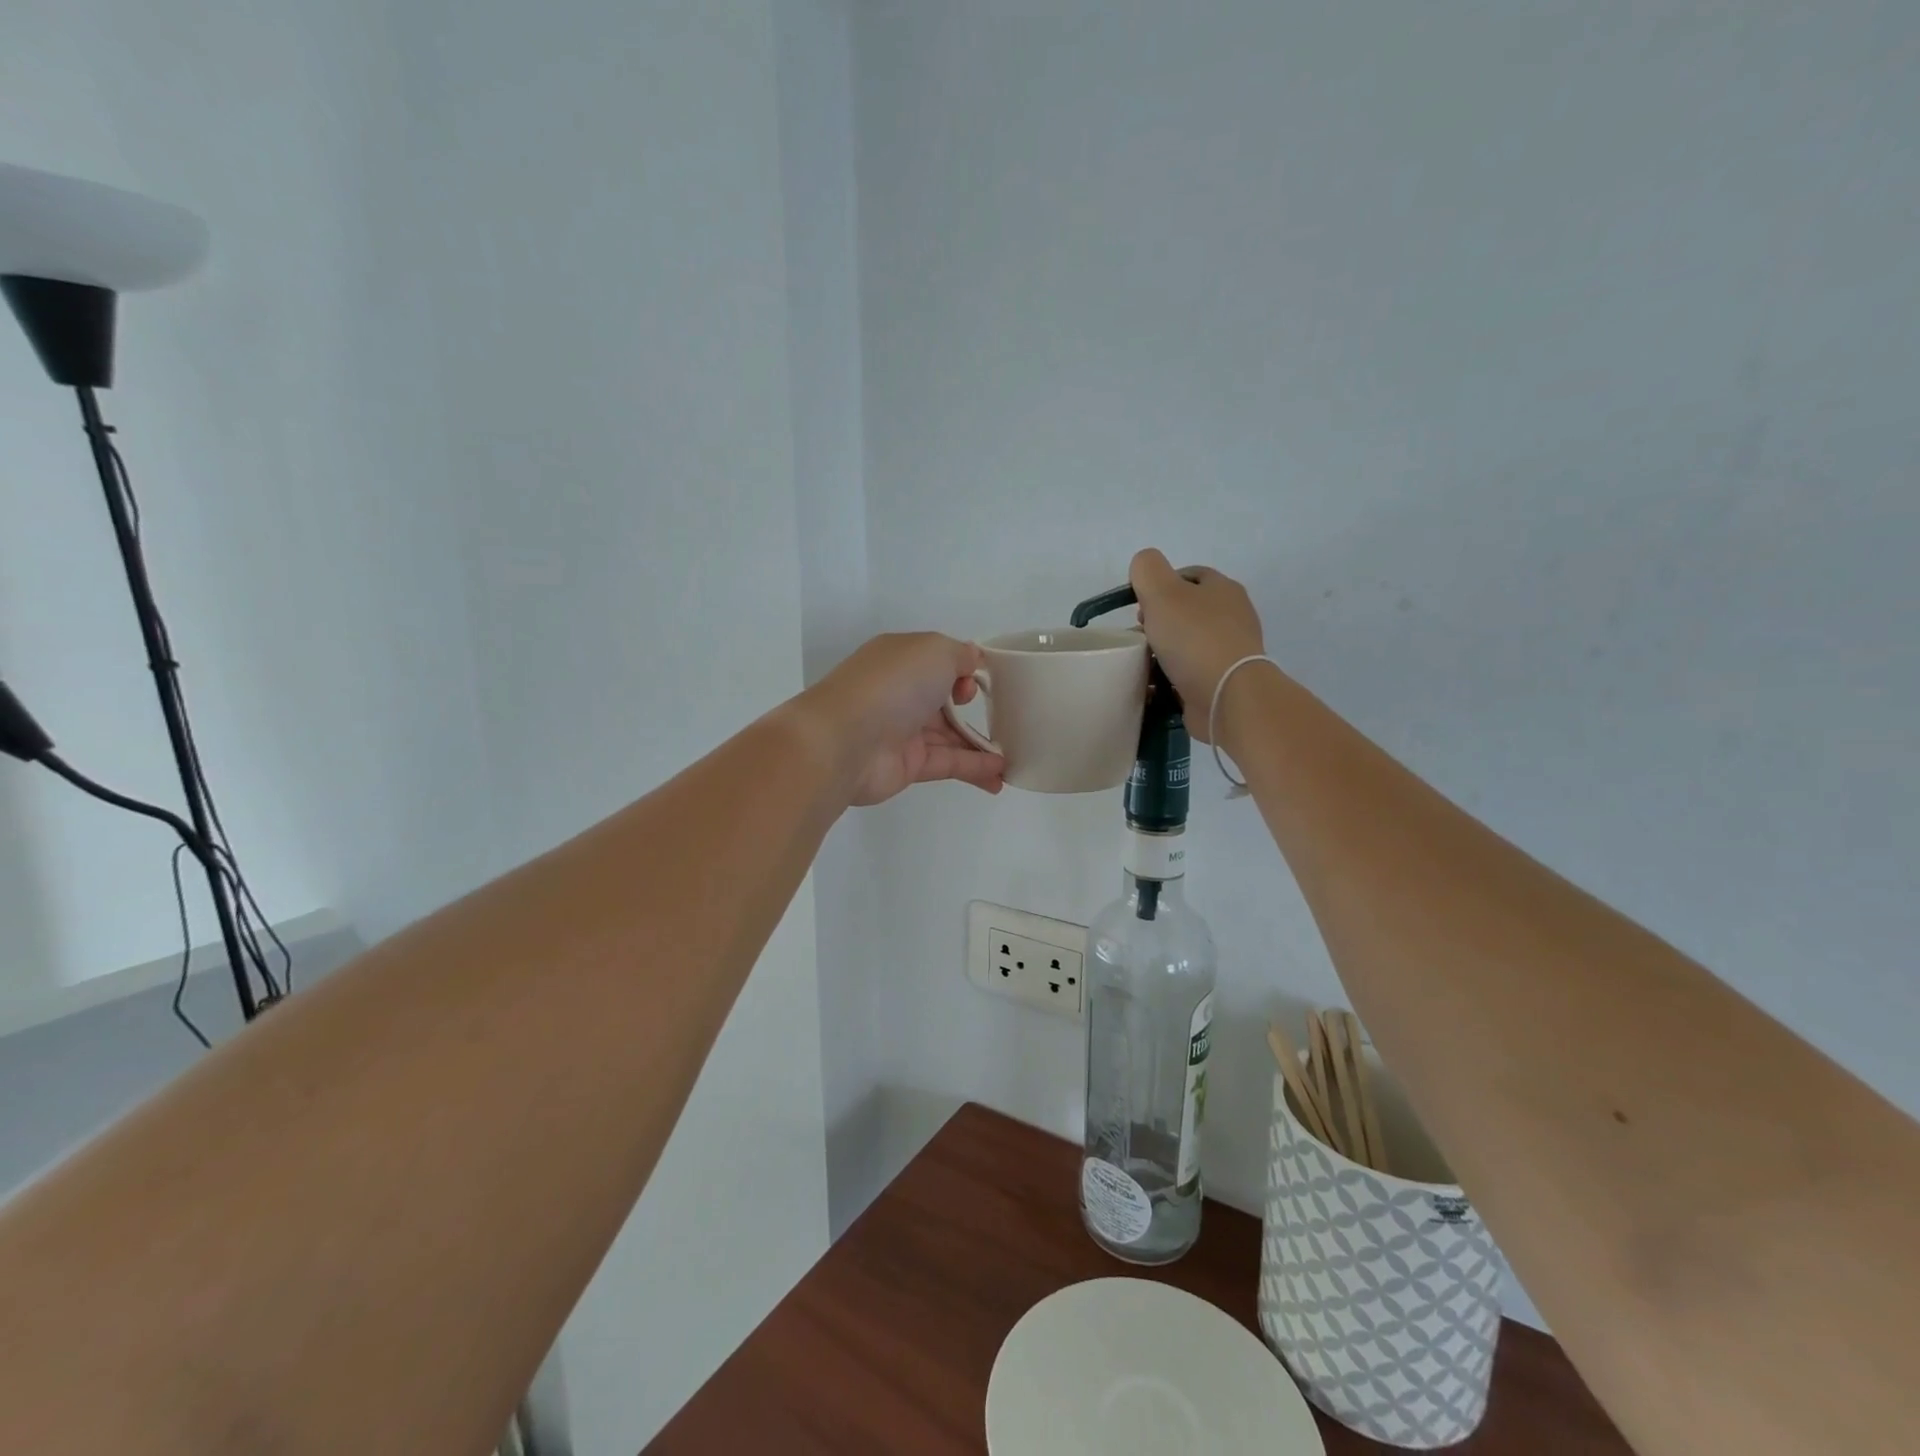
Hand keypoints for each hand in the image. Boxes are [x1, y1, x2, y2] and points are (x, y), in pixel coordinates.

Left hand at [796, 633, 1005, 806]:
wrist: (844, 741)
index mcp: (902, 658)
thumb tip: (972, 661)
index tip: (984, 679)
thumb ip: (960, 654)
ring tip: (1014, 754)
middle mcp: (901, 691)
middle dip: (972, 704)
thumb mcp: (934, 650)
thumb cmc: (892, 685)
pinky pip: (948, 762)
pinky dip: (974, 767)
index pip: (939, 660)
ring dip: (981, 744)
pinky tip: (1000, 774)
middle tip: (1001, 713)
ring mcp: (903, 730)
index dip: (965, 668)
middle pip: (944, 697)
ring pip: (949, 734)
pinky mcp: (908, 765)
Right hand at [1130, 549, 1268, 741]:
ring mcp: (1230, 651)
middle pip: (1187, 610)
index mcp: (1223, 588)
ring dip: (1164, 650)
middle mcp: (1232, 616)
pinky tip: (1156, 684)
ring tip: (1144, 661)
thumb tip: (1144, 566)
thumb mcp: (1162, 592)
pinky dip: (1173, 676)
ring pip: (1188, 643)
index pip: (1188, 576)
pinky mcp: (1224, 681)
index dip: (1160, 585)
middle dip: (1160, 620)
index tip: (1139, 606)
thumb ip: (1147, 570)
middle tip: (1141, 634)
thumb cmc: (1194, 639)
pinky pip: (1191, 672)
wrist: (1227, 697)